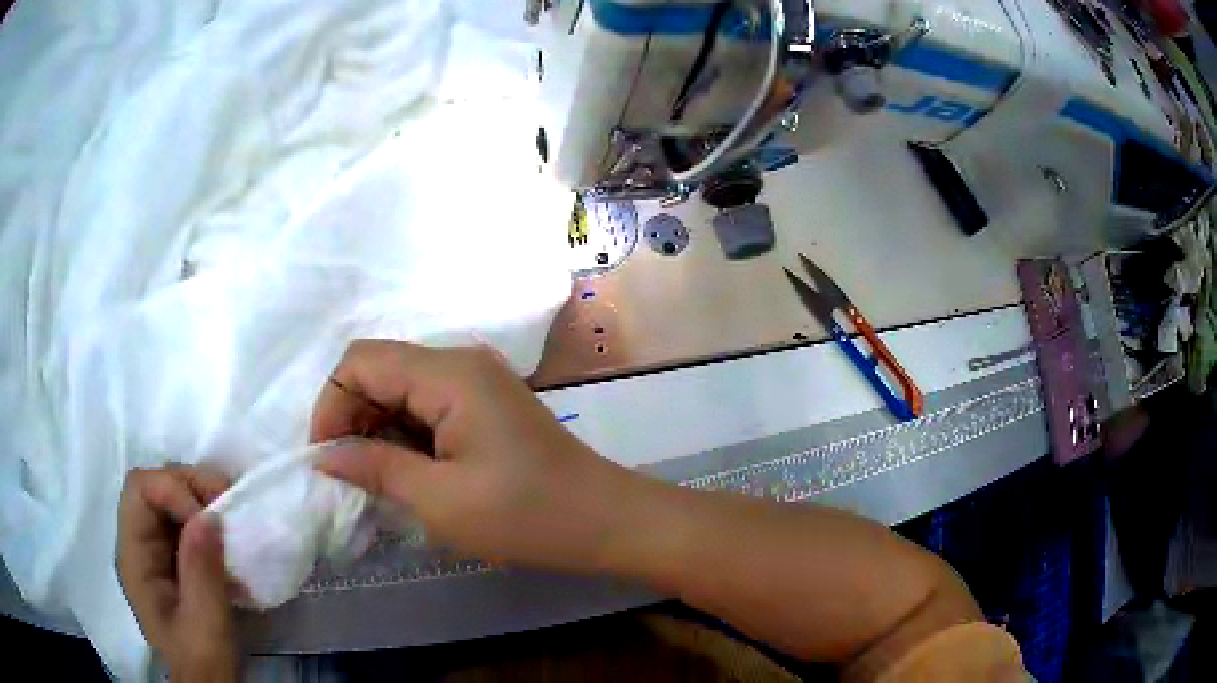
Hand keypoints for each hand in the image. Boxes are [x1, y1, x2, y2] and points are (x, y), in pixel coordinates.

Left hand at [117, 467, 236, 682]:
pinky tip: (229, 538)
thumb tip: (208, 515)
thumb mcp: (205, 625)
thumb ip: (201, 572)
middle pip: (155, 486)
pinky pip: (187, 521)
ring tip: (233, 521)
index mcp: (134, 557)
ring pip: (172, 498)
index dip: (172, 489)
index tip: (211, 519)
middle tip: (229, 508)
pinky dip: (209, 519)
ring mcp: (157, 551)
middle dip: (192, 487)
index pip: (139, 490)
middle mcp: (139, 544)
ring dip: (203, 500)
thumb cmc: (202, 661)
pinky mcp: (176, 560)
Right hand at [312, 341, 644, 571]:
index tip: (325, 459)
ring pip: (401, 389)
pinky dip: (405, 434)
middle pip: (380, 370)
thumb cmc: (524, 515)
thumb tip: (325, 455)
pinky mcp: (486, 404)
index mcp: (449, 373)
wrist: (604, 521)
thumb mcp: (439, 499)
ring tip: (375, 479)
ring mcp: (477, 381)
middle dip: (352, 418)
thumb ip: (375, 467)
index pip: (362, 360)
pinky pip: (427, 406)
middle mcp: (461, 362)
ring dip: (377, 429)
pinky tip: (405, 472)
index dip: (331, 404)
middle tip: (348, 475)